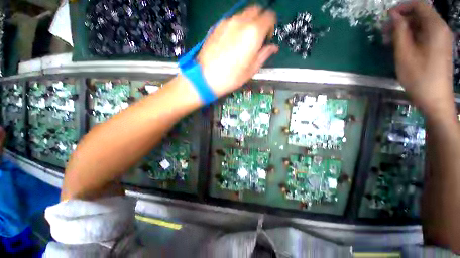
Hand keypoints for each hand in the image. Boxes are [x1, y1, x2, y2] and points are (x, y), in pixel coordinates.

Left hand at [197, 5, 278, 96]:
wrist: (206, 78)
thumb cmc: (231, 77)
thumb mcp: (252, 70)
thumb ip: (264, 55)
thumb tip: (273, 48)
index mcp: (253, 33)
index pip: (270, 16)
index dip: (271, 26)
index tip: (267, 37)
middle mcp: (241, 22)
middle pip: (256, 9)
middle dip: (260, 20)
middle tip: (257, 36)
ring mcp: (227, 23)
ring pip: (243, 14)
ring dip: (248, 23)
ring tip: (243, 40)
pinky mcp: (217, 26)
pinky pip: (231, 21)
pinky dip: (236, 26)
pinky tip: (232, 41)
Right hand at [390, 1, 454, 119]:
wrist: (435, 98)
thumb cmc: (419, 77)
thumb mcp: (404, 53)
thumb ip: (400, 31)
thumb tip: (394, 16)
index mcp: (435, 27)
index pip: (419, 5)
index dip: (403, 7)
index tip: (388, 17)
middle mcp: (441, 29)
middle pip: (420, 15)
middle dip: (402, 20)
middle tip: (385, 32)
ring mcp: (441, 39)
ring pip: (421, 25)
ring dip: (405, 29)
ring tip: (390, 41)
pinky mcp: (439, 47)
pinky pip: (425, 34)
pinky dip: (412, 36)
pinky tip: (402, 46)